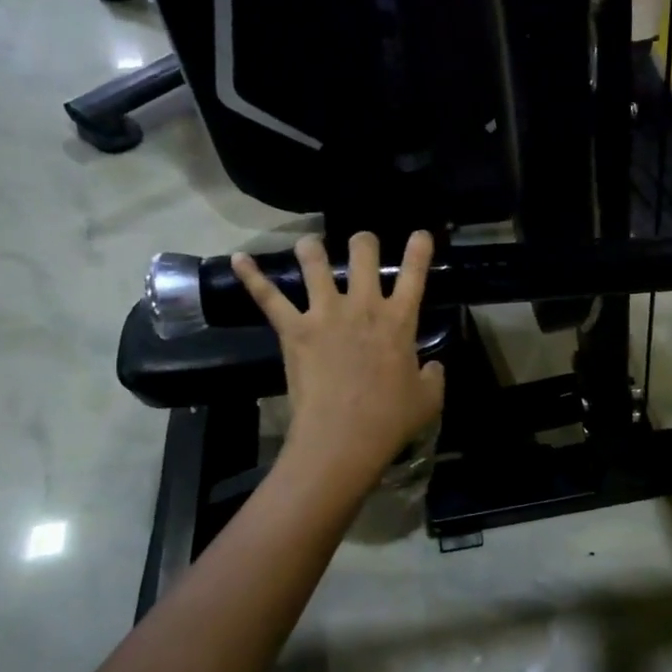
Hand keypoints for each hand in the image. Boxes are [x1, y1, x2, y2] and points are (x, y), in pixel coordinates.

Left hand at [233, 231, 445, 489]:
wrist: (343, 438)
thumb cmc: (390, 419)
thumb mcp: (429, 399)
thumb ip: (434, 376)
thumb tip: (433, 366)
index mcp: (399, 321)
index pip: (414, 274)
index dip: (419, 250)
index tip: (420, 233)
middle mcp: (363, 306)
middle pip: (363, 254)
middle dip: (364, 241)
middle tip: (362, 242)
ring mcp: (326, 314)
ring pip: (315, 264)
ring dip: (312, 248)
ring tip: (310, 243)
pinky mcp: (294, 330)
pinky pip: (268, 297)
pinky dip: (251, 277)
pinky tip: (238, 259)